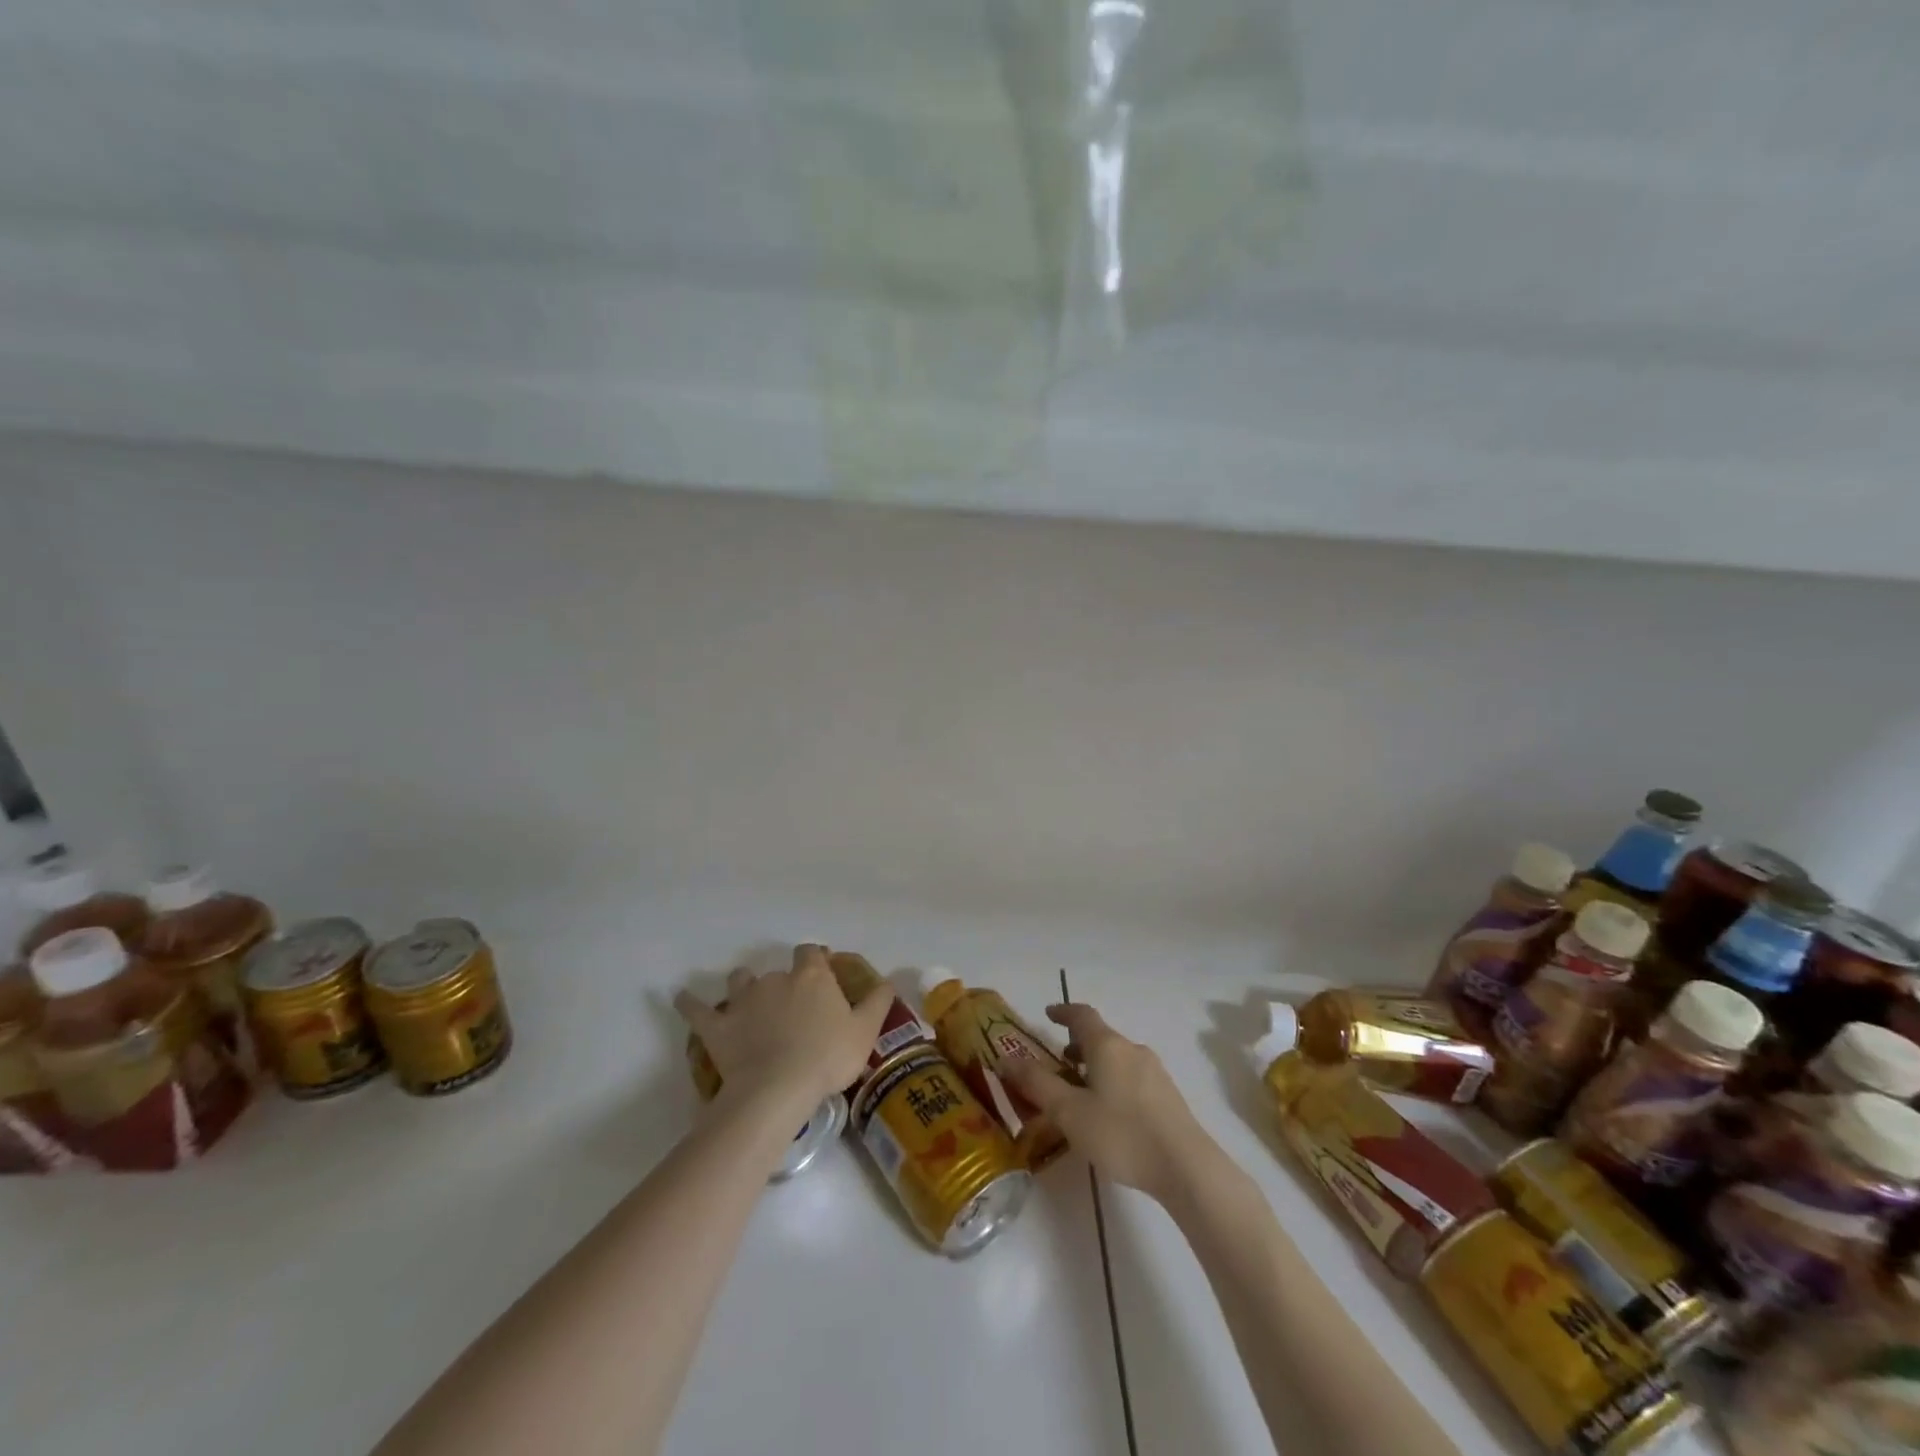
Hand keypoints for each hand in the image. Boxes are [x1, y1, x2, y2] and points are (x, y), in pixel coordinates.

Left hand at [674, 944, 893, 1108]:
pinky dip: (688, 1003)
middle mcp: (776, 979)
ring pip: (739, 980)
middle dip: (783, 982)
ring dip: (743, 986)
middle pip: (778, 970)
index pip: (811, 953)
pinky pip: (697, 1009)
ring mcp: (743, 1000)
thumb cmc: (827, 1058)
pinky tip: (680, 998)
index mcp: (811, 977)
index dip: (815, 959)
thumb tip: (887, 981)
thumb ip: (878, 1003)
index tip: (821, 971)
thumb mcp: (864, 1031)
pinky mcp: (717, 1026)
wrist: (778, 1089)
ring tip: (747, 1001)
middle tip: (791, 1007)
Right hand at [1005, 1002, 1208, 1204]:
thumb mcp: (1069, 1112)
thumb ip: (1037, 1085)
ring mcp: (1154, 1072)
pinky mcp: (1168, 1096)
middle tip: (1058, 1062)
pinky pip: (1132, 1077)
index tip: (1047, 1014)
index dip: (1062, 1012)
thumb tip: (1006, 1059)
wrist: (1187, 1167)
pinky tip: (1109, 1114)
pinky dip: (1113, 1081)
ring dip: (1095, 1065)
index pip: (1081, 1014)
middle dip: (1077, 1045)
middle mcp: (1132, 1049)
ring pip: (1117, 1058)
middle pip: (1100, 1036)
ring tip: (1080, 1091)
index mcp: (1107, 1045)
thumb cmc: (1121, 1134)